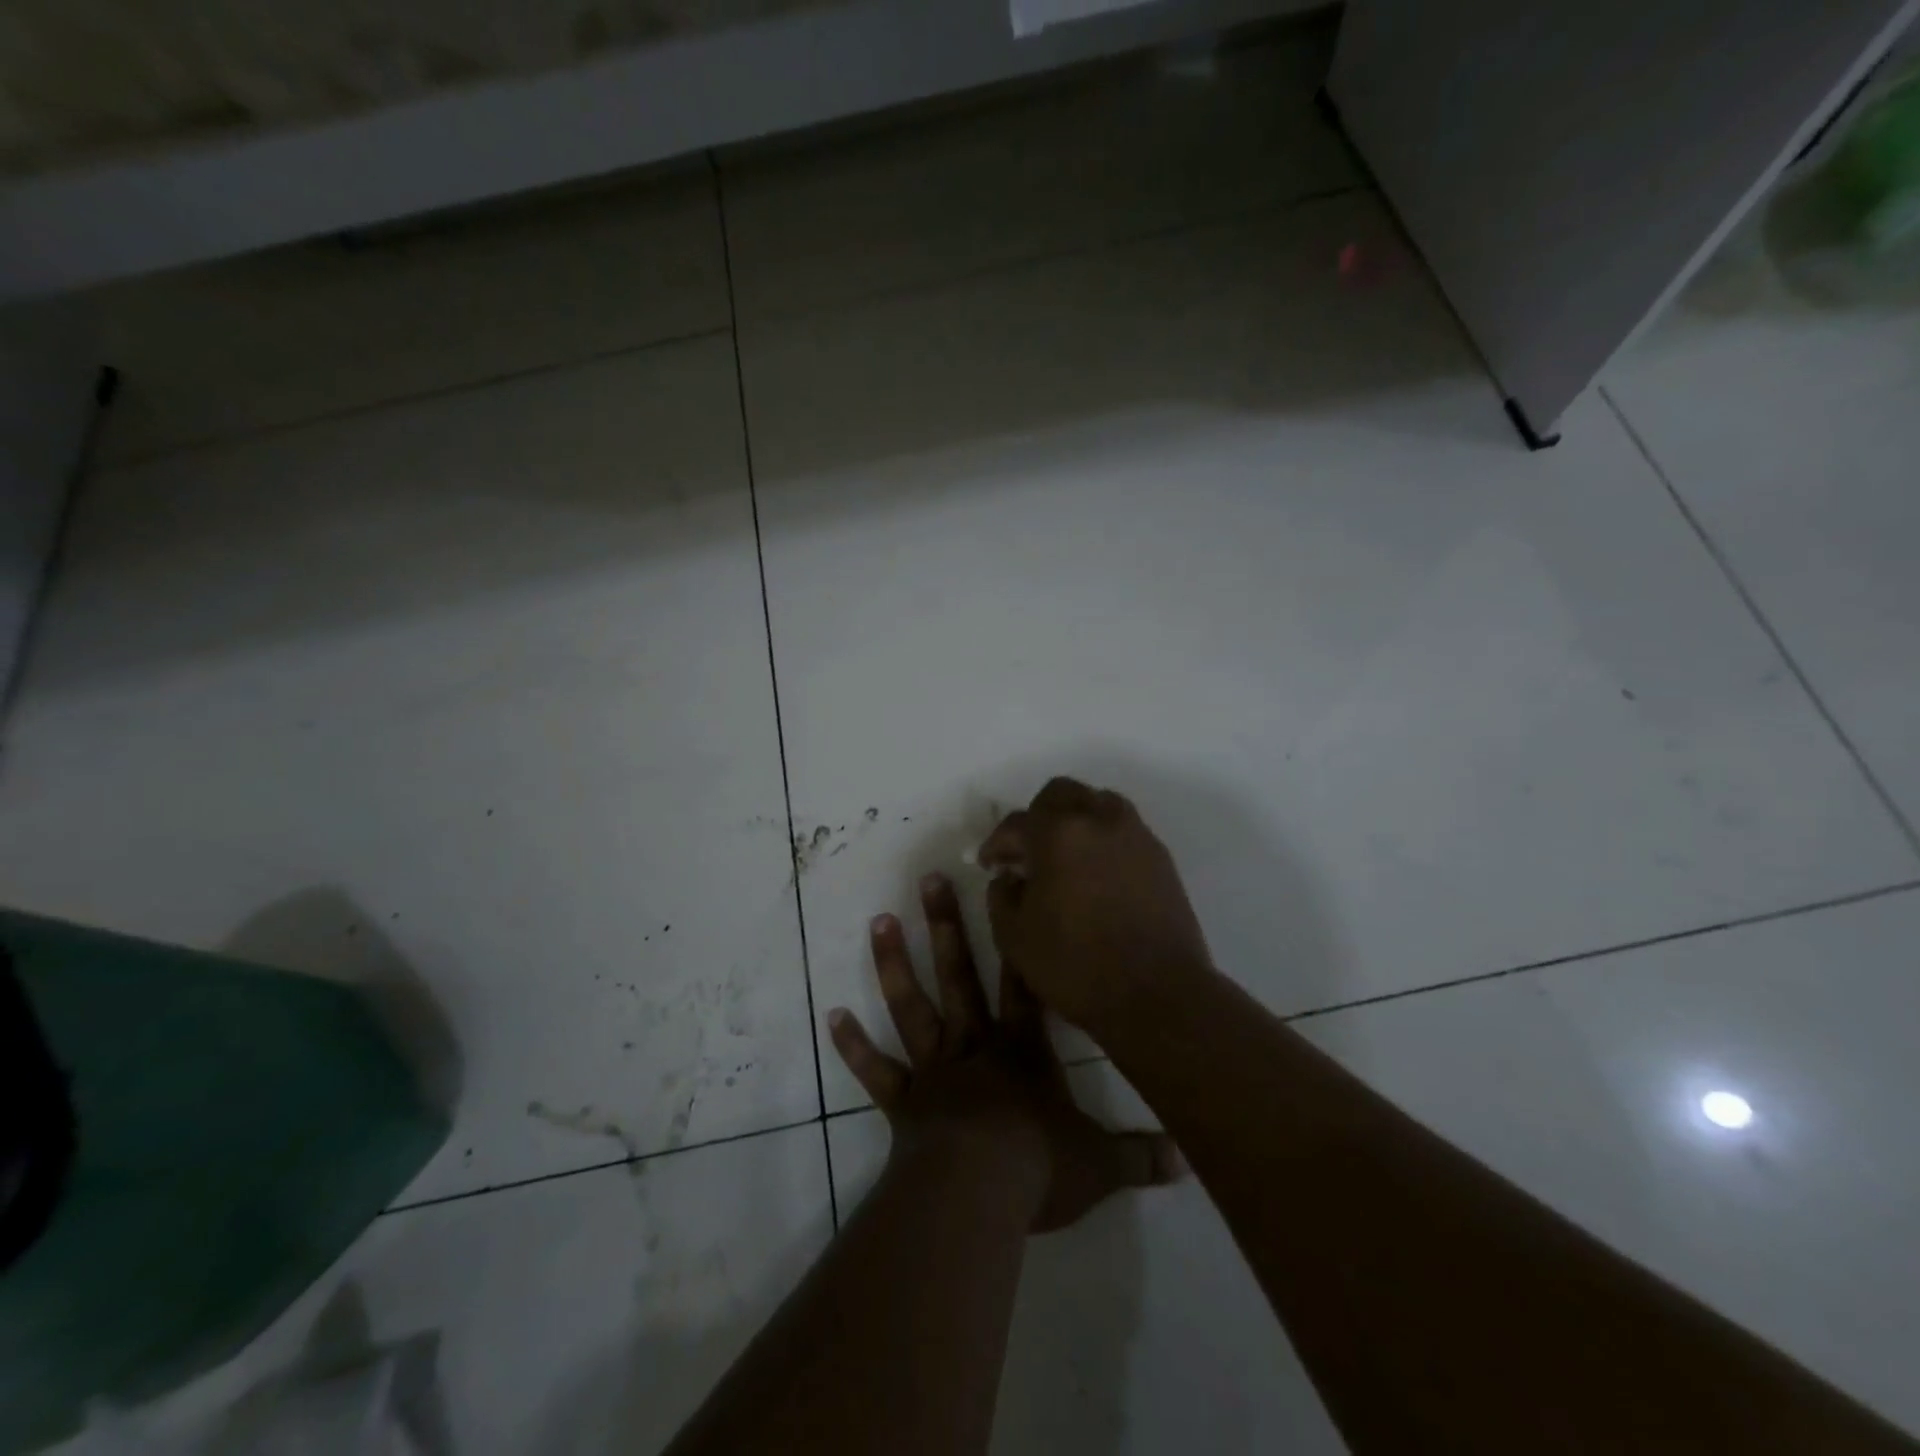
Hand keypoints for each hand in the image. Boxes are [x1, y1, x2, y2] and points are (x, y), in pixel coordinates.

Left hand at [828, 873, 1181, 1232]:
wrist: (978, 1193)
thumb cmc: (1037, 1168)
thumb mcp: (1100, 1164)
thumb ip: (1140, 1155)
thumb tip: (1189, 1158)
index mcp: (1020, 1051)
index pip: (1022, 986)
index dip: (1017, 942)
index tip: (1003, 895)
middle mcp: (975, 1046)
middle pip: (960, 974)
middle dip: (946, 925)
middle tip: (928, 879)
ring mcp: (934, 1070)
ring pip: (912, 1005)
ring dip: (895, 963)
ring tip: (880, 920)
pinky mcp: (903, 1101)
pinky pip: (875, 1070)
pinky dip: (853, 1045)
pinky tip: (831, 1015)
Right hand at [978, 777, 1214, 1036]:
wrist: (1157, 994)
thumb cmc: (1076, 965)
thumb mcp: (1014, 936)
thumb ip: (1002, 895)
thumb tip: (1009, 877)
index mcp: (1058, 832)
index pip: (1016, 822)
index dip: (997, 843)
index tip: (990, 864)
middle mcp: (1099, 819)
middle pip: (1061, 795)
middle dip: (1037, 817)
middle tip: (1027, 851)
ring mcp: (1135, 835)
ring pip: (1098, 803)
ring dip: (1075, 820)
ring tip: (1065, 855)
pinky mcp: (1161, 857)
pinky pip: (1124, 830)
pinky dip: (1103, 839)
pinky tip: (1096, 873)